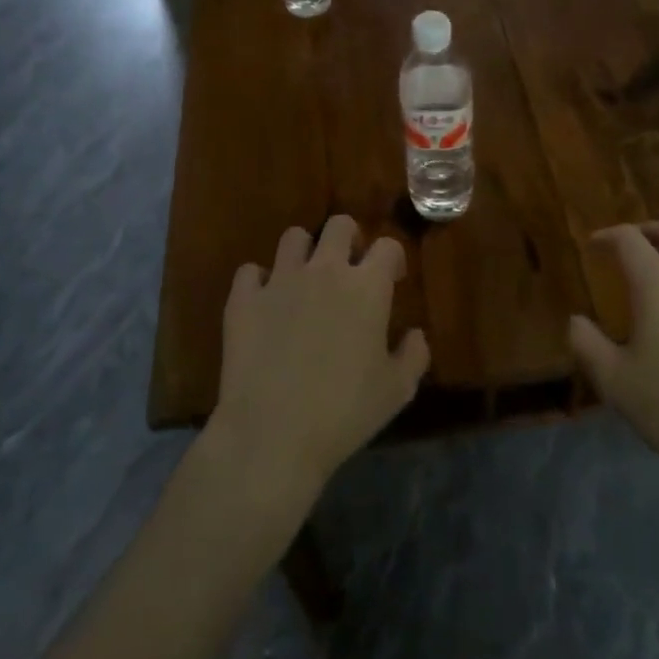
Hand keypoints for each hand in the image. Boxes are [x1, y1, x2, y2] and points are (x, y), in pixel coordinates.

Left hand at [209, 216, 429, 513]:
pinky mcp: (243, 299)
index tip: (393, 280)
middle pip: (339, 225)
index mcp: (367, 287)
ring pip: (293, 237)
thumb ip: (414, 355)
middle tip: (349, 270)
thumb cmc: (345, 412)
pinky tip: (265, 304)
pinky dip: (259, 282)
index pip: (388, 247)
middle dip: (349, 239)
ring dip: (304, 252)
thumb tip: (415, 334)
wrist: (273, 433)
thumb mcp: (397, 390)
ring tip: (305, 281)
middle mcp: (324, 270)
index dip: (393, 259)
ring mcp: (280, 280)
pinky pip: (250, 272)